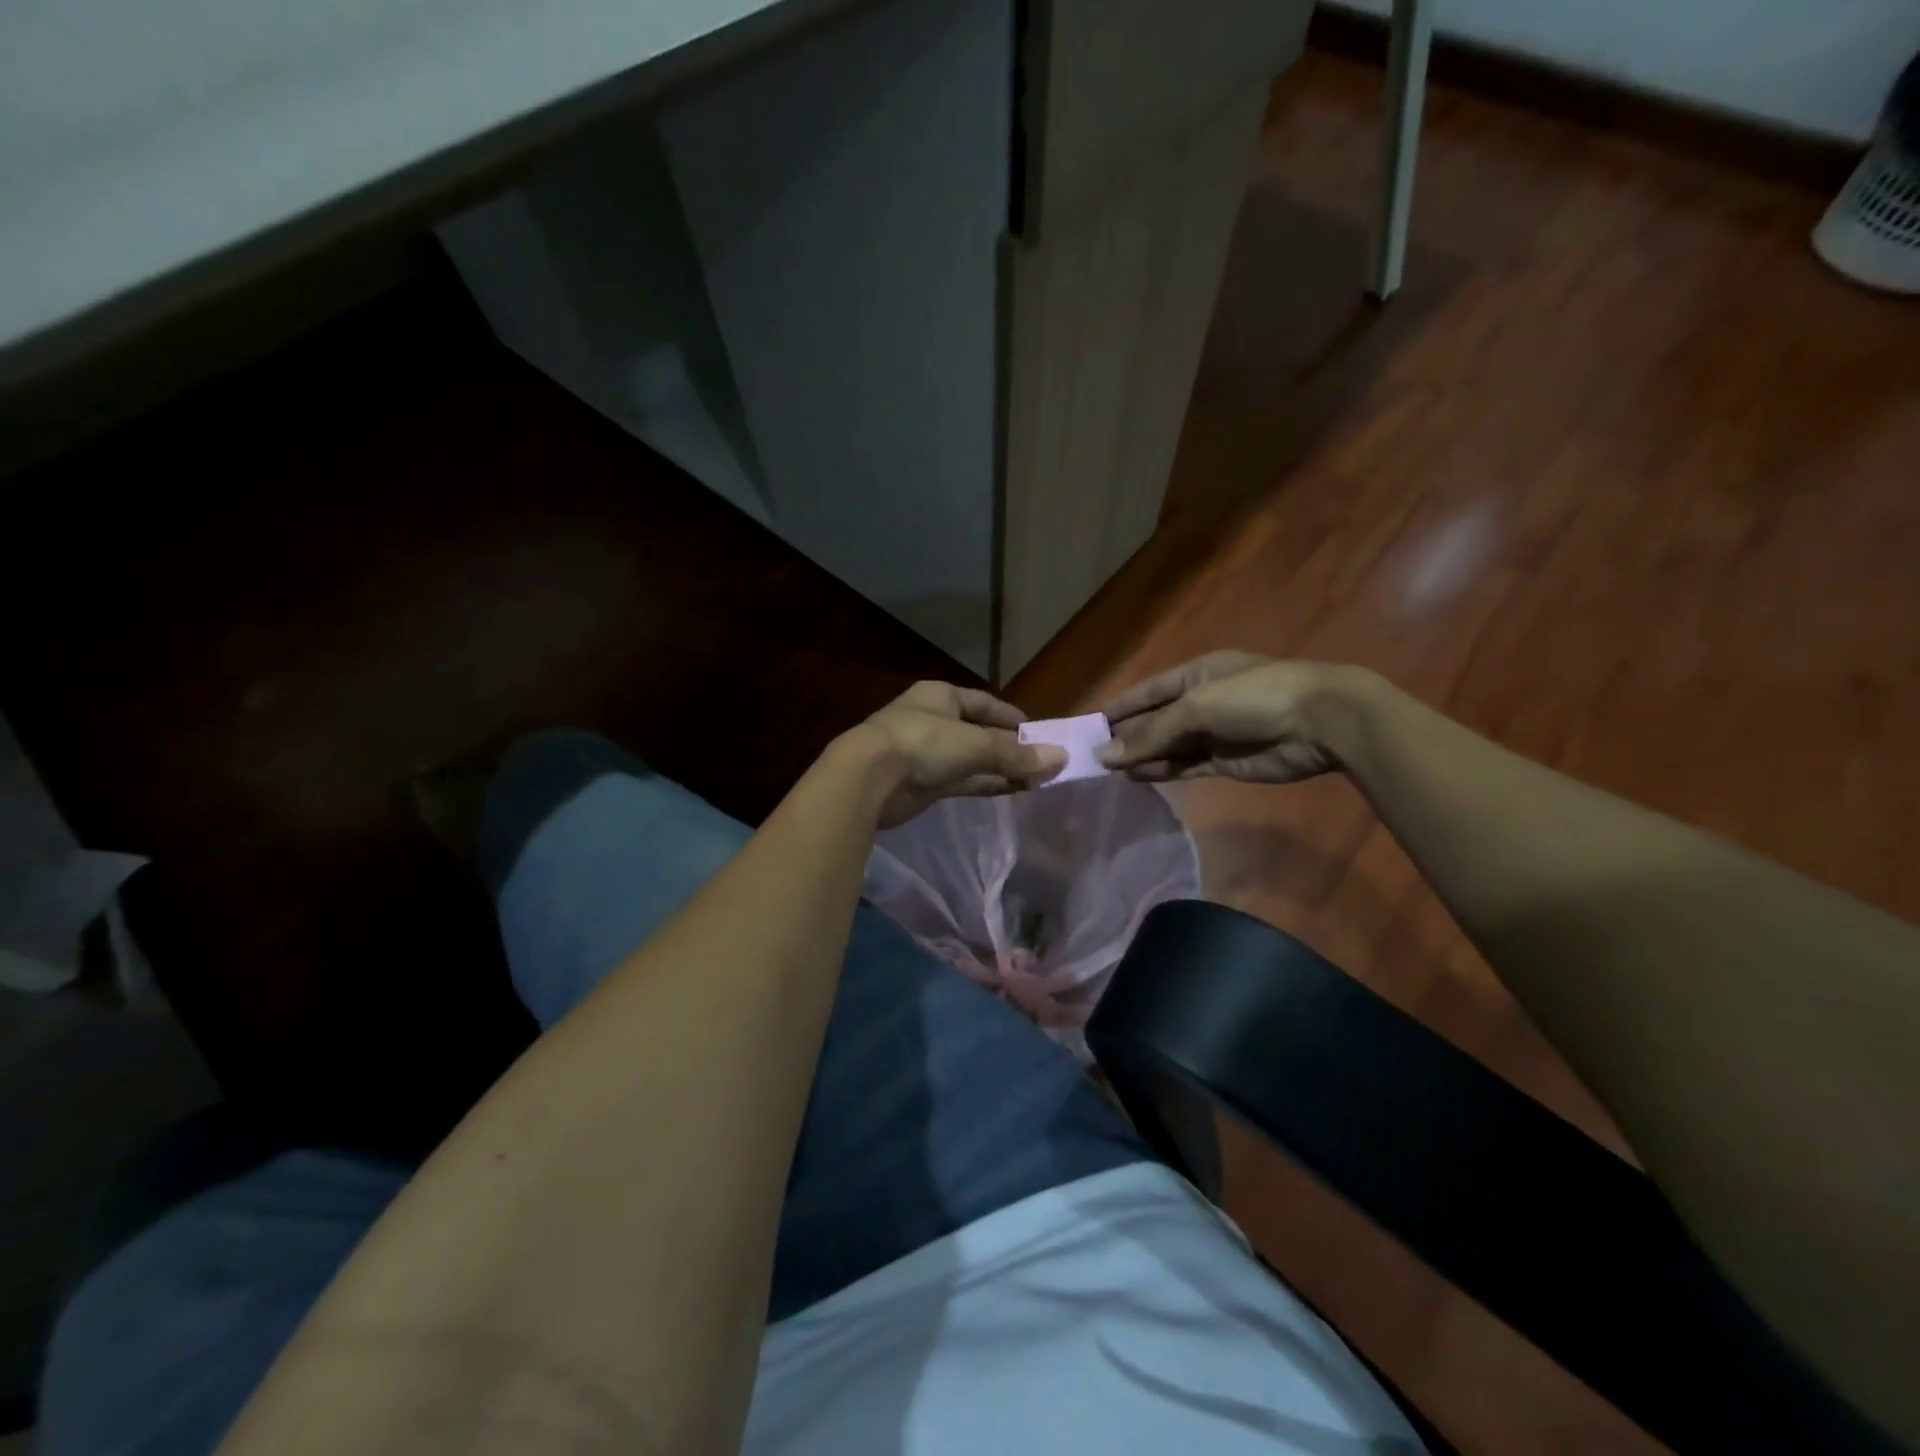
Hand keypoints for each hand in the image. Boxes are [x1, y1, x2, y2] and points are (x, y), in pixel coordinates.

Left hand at [856, 681, 1064, 826]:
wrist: (869, 778)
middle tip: (1043, 761)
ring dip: (1001, 768)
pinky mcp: (923, 783)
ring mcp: (926, 754)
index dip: (1011, 717)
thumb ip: (1017, 754)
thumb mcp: (975, 744)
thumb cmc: (923, 743)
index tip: (1038, 733)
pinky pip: (962, 780)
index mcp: (941, 696)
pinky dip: (985, 784)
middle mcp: (934, 721)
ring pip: (972, 759)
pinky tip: (1012, 790)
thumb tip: (1060, 758)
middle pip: (980, 732)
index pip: (984, 703)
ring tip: (1035, 780)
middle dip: (1009, 747)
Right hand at [1097, 652, 1361, 783]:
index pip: (1148, 691)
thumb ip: (1151, 734)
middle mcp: (1202, 701)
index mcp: (1195, 674)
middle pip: (1156, 720)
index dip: (1120, 707)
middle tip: (1092, 756)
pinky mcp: (1226, 761)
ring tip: (1109, 771)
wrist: (1320, 722)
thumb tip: (1105, 756)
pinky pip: (1185, 766)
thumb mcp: (1196, 707)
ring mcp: (1215, 733)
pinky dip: (1163, 771)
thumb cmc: (1254, 697)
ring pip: (1169, 746)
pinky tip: (1138, 777)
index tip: (1089, 725)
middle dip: (1127, 736)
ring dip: (1142, 756)